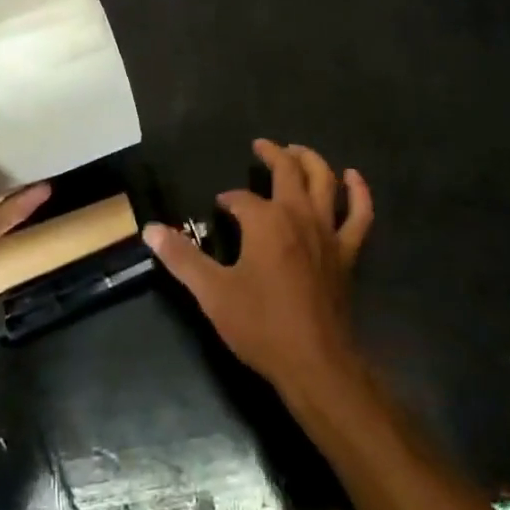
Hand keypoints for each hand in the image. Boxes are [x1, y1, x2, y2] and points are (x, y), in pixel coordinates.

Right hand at [145, 140, 372, 397]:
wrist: (315, 363)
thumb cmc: (261, 325)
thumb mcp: (212, 292)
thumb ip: (181, 258)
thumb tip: (150, 230)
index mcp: (265, 221)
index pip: (241, 198)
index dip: (229, 200)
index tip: (220, 207)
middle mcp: (298, 215)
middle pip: (288, 170)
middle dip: (272, 154)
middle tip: (260, 146)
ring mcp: (327, 232)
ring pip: (324, 181)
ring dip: (311, 160)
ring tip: (297, 150)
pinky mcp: (347, 252)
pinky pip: (359, 215)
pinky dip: (359, 193)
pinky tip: (353, 177)